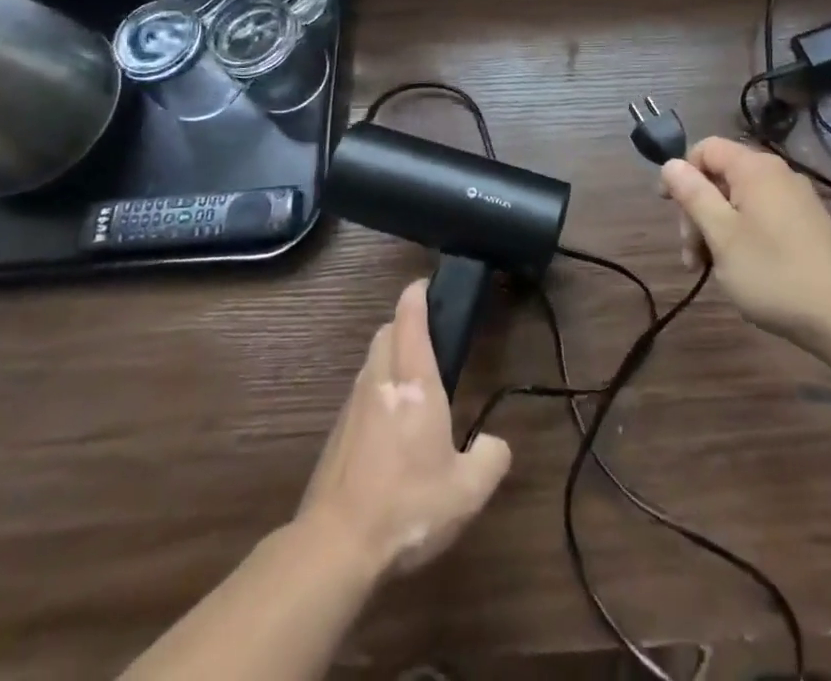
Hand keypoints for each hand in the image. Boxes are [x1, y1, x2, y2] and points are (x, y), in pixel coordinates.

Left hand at [297, 281, 511, 580]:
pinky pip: (360, 393)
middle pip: (387, 333)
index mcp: (414, 382)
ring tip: (412, 381)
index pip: (410, 318)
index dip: (417, 294)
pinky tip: (389, 425)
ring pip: (371, 361)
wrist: (335, 546)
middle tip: (428, 339)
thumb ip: (491, 459)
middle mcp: (380, 382)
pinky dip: (376, 390)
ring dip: (389, 357)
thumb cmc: (407, 506)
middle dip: (405, 325)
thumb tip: (494, 443)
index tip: (427, 284)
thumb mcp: (467, 491)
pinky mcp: (336, 435)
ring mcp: (353, 407)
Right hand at [661, 137, 830, 352]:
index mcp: (754, 169)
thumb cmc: (774, 273)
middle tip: (692, 256)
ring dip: (716, 228)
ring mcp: (795, 198)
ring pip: (739, 200)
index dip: (681, 172)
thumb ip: (693, 195)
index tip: (668, 208)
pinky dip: (741, 235)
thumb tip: (671, 163)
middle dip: (698, 211)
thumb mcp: (721, 235)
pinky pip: (761, 215)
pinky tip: (740, 269)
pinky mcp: (806, 223)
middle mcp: (776, 174)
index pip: (705, 148)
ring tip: (710, 270)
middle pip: (720, 176)